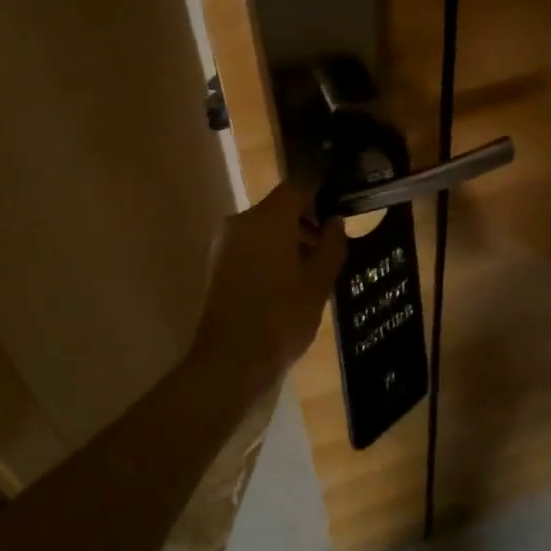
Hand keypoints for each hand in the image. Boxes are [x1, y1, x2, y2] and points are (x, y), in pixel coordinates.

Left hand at [191, 182, 347, 385]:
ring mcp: (223, 244)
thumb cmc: (282, 316)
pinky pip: (248, 248)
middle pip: (277, 211)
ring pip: (262, 231)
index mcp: (267, 218)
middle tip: (324, 259)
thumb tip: (335, 222)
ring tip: (306, 279)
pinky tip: (282, 290)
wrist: (231, 360)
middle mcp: (240, 222)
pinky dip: (266, 258)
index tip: (331, 231)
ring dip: (285, 245)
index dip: (316, 204)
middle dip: (302, 228)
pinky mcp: (216, 266)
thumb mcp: (319, 282)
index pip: (295, 190)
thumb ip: (331, 245)